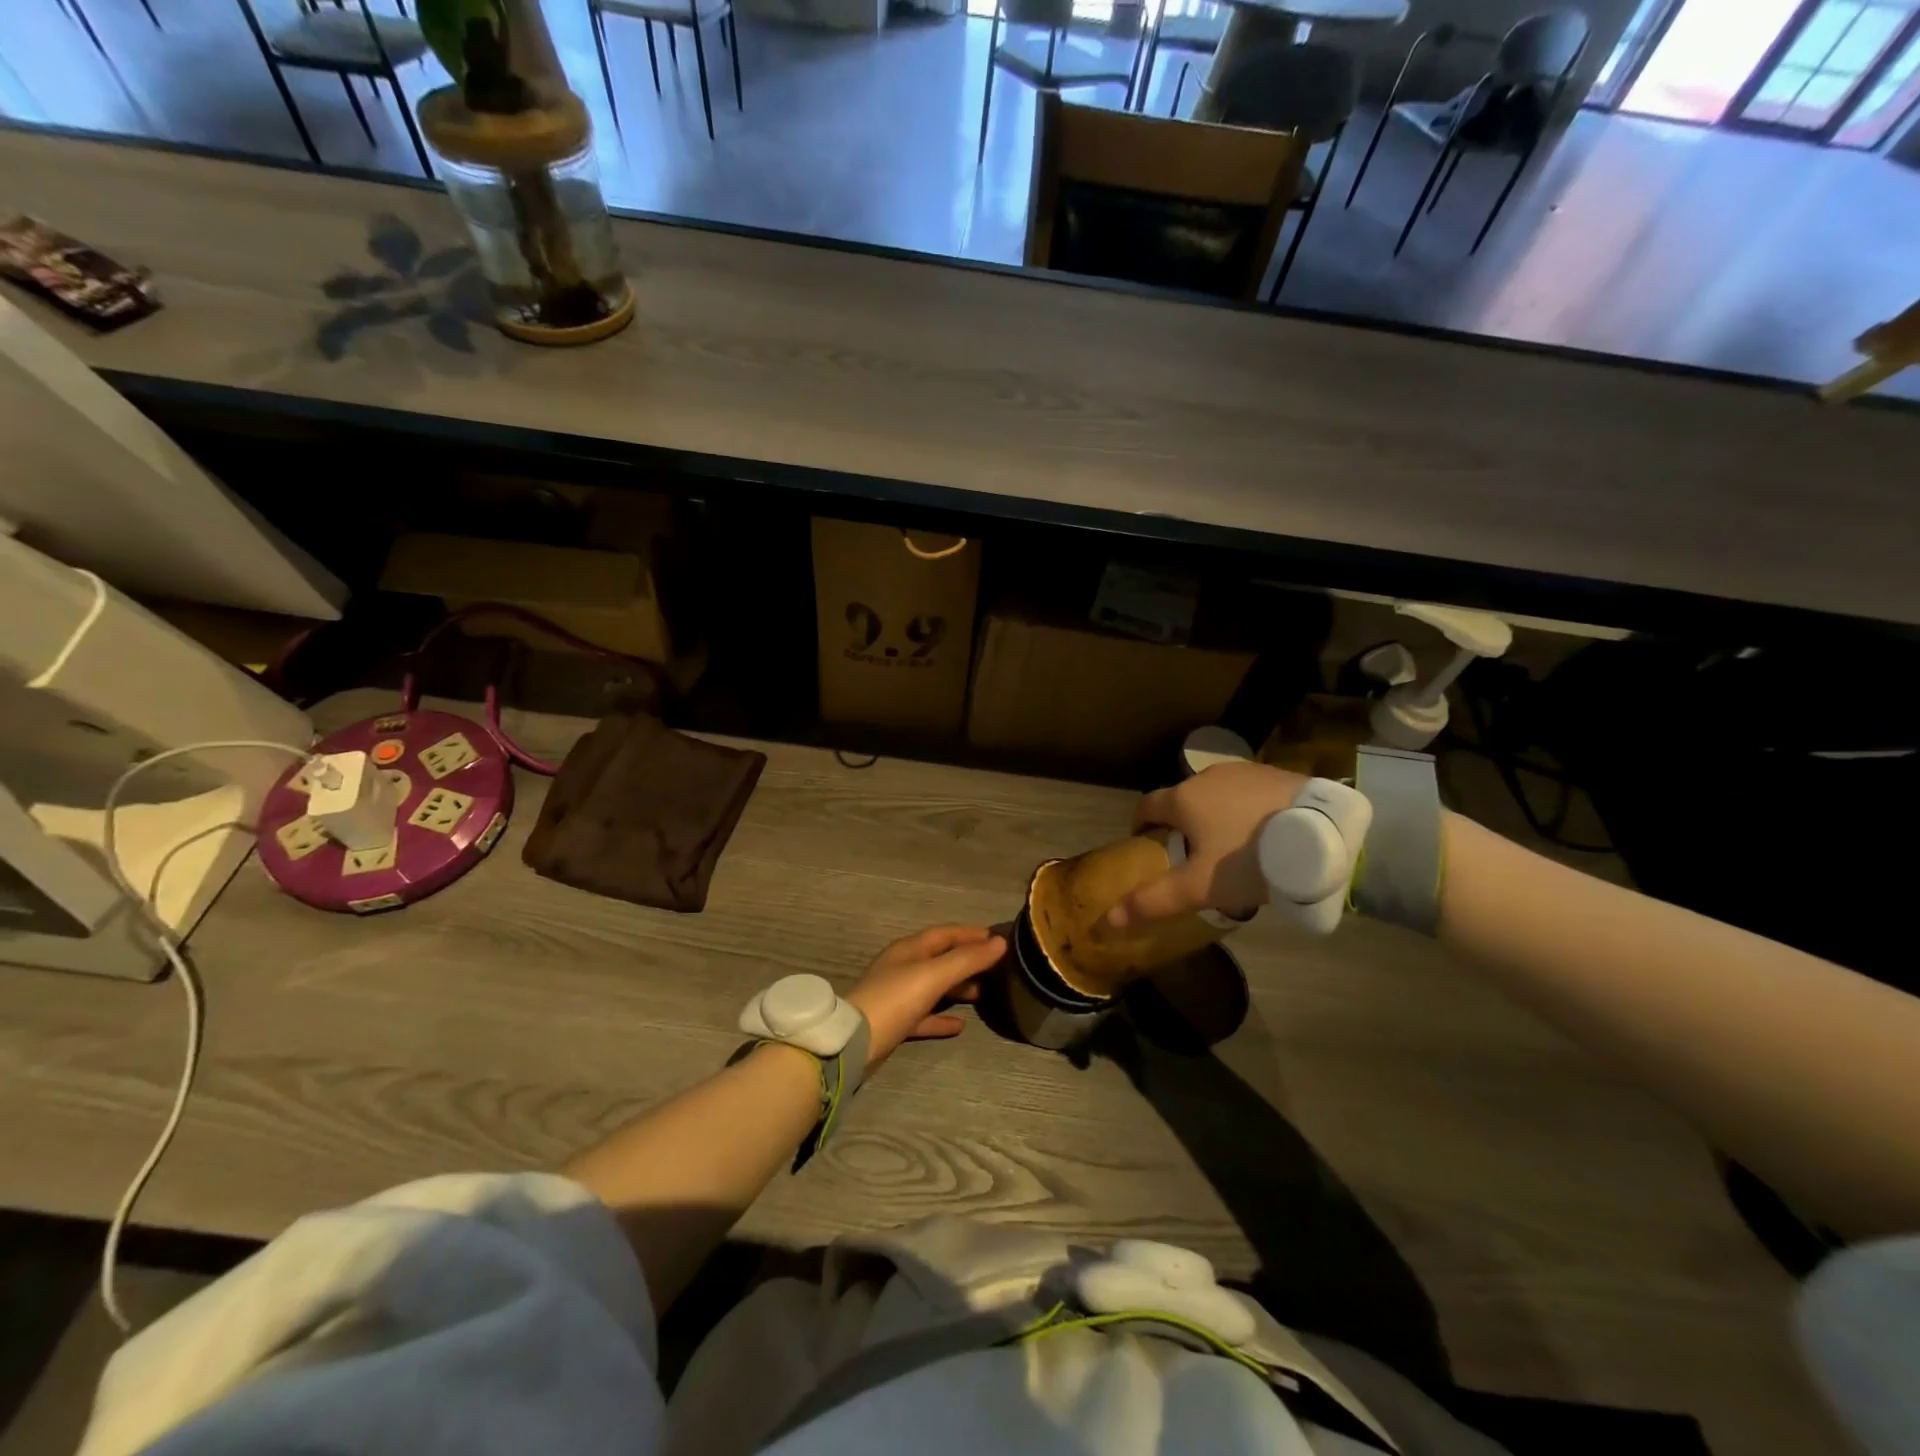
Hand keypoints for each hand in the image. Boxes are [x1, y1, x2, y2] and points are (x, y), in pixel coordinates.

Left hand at [845, 925, 1006, 1069]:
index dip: (971, 934)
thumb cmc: (894, 999)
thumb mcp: (933, 975)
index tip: (997, 938)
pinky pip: (925, 1016)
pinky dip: (943, 1018)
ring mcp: (898, 996)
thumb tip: (1001, 942)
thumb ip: (967, 960)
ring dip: (957, 988)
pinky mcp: (895, 1022)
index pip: (945, 933)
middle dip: (967, 960)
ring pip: (934, 986)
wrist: (853, 1042)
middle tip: (996, 967)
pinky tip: (961, 1026)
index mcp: (909, 949)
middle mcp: (903, 967)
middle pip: (940, 958)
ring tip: (983, 994)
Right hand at [1106, 762, 1306, 929]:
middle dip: (1182, 824)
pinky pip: (1249, 793)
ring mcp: (1244, 771)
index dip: (1141, 825)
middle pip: (1183, 800)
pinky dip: (1246, 810)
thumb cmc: (1249, 858)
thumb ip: (1154, 901)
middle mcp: (1207, 776)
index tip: (1145, 844)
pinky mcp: (1276, 772)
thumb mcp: (1199, 887)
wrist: (1324, 834)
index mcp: (1182, 799)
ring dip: (1215, 815)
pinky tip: (1265, 834)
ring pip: (1217, 795)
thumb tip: (1108, 919)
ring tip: (1232, 847)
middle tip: (1193, 857)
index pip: (1146, 805)